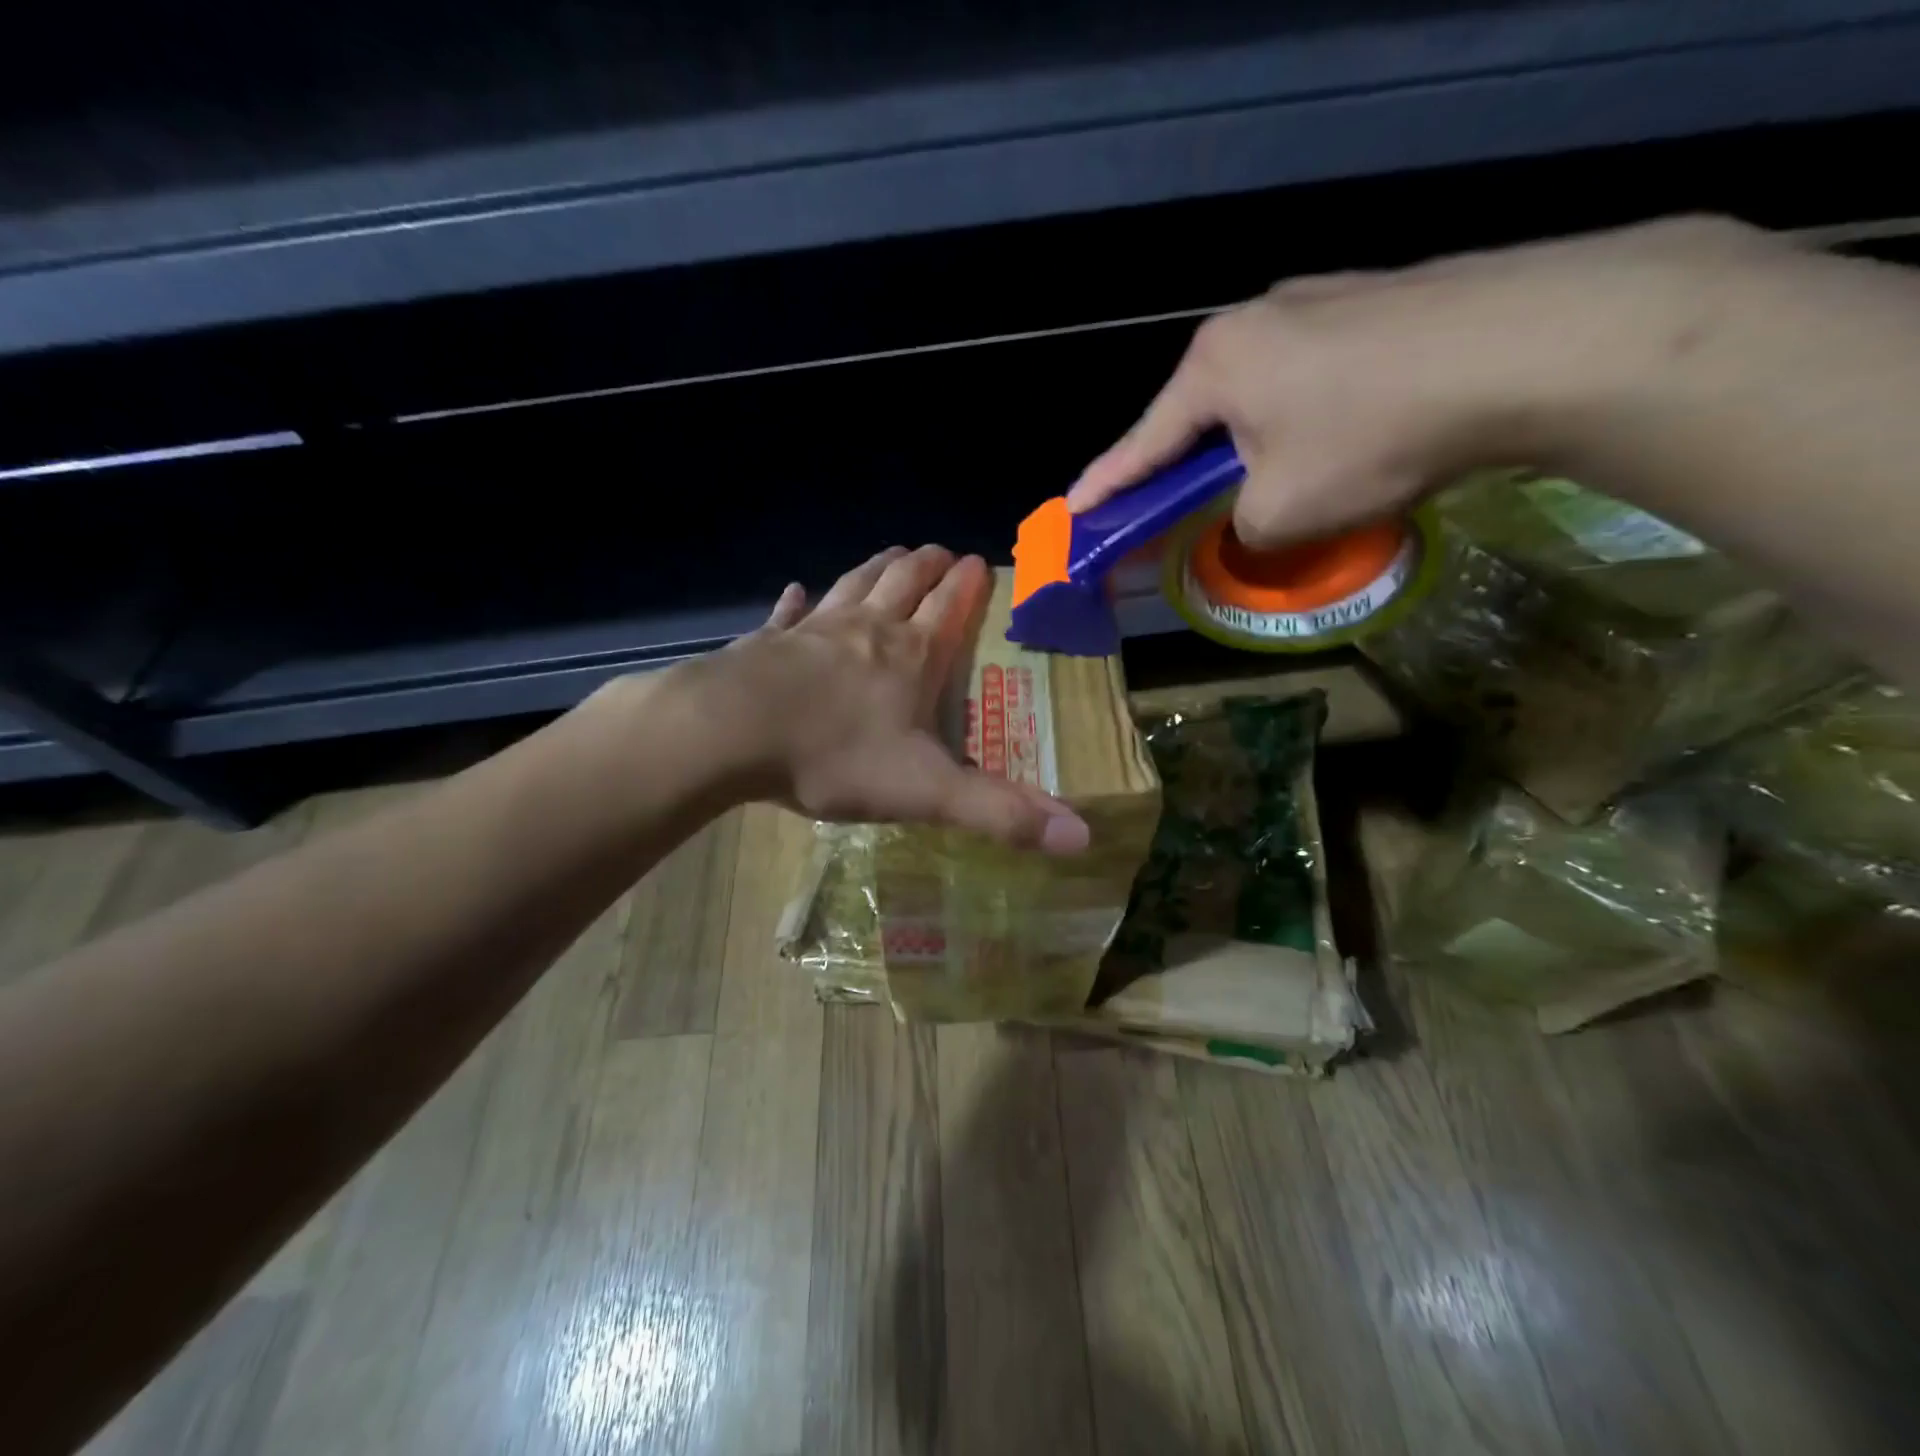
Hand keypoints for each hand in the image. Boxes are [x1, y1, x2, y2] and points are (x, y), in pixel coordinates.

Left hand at [691, 545, 1091, 853]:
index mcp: (910, 657)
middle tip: (940, 550)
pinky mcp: (767, 643)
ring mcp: (813, 630)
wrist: (731, 734)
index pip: (950, 608)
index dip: (968, 585)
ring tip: (892, 553)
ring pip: (854, 585)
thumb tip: (1081, 839)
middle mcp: (867, 630)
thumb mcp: (927, 792)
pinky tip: (796, 591)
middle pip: (903, 582)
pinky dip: (797, 601)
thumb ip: (1000, 814)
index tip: (979, 561)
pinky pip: (788, 613)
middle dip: (926, 565)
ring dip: (876, 567)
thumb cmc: (834, 756)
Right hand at [1065, 216, 1791, 547]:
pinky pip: (1312, 375)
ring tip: (1276, 482)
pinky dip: (1305, 418)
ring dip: (1253, 443)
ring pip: (1259, 394)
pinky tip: (1339, 440)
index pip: (1141, 444)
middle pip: (1199, 414)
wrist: (1532, 344)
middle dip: (1188, 466)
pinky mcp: (1374, 302)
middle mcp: (1254, 321)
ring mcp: (1318, 301)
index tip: (1073, 513)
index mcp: (1214, 366)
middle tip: (1179, 510)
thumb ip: (1239, 527)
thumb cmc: (1373, 435)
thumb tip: (1250, 520)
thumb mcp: (1282, 511)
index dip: (1105, 487)